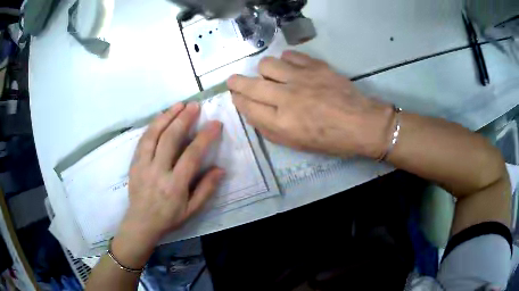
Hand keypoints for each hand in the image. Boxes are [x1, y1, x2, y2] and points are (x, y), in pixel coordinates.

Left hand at [112, 102, 224, 268]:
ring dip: (167, 117)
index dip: (205, 137)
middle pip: (170, 139)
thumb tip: (220, 169)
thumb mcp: (192, 210)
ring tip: (178, 105)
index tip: (215, 123)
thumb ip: (206, 189)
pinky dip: (153, 126)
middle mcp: (157, 171)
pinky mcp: (134, 163)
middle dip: (184, 119)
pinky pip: (143, 140)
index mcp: (175, 185)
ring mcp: (143, 165)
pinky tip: (161, 117)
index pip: (191, 155)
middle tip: (195, 105)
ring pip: (153, 135)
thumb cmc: (169, 217)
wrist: (141, 222)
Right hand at [228, 51, 394, 158]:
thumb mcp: (297, 144)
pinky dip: (286, 61)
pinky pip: (289, 55)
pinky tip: (291, 67)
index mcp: (281, 123)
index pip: (248, 106)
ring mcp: (301, 78)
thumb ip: (270, 130)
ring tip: (271, 75)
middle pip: (250, 84)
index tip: (235, 96)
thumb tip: (253, 112)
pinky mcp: (315, 66)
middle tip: (233, 81)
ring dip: (264, 71)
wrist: (361, 123)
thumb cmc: (330, 140)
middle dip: (236, 82)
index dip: (238, 100)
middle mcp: (286, 98)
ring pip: (267, 64)